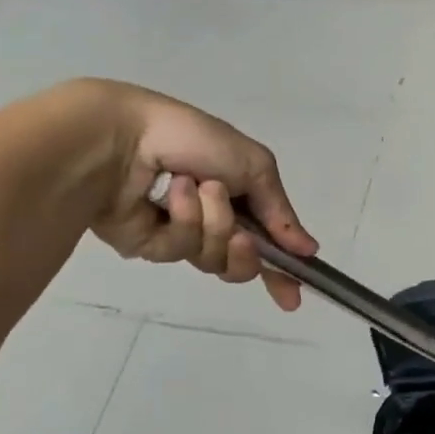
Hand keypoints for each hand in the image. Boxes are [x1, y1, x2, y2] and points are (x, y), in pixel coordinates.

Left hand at [77, 80, 318, 310]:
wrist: (125, 137)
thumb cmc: (194, 140)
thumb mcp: (255, 166)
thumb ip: (281, 213)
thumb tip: (309, 250)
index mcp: (239, 198)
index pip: (266, 243)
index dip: (281, 271)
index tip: (293, 296)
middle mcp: (212, 220)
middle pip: (241, 262)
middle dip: (245, 252)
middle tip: (241, 236)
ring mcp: (180, 235)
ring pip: (213, 259)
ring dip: (212, 224)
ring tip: (197, 189)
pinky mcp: (148, 246)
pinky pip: (180, 251)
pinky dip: (182, 221)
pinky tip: (170, 196)